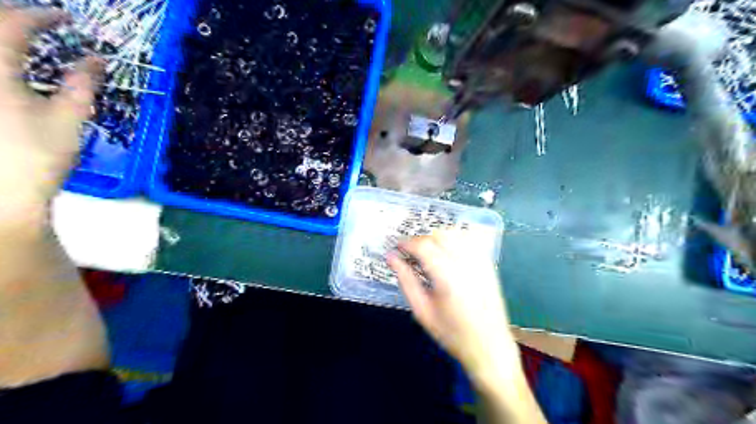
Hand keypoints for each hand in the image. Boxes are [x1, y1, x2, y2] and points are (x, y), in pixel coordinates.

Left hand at [1, 7, 100, 222]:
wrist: (1, 193)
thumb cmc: (39, 156)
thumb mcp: (69, 118)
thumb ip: (82, 84)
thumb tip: (96, 59)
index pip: (12, 24)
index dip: (42, 16)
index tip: (68, 18)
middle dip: (12, 17)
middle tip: (41, 21)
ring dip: (4, 37)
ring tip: (23, 37)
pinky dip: (2, 58)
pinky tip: (12, 66)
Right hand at [389, 230, 519, 382]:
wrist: (489, 347)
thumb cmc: (452, 333)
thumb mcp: (422, 311)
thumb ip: (406, 281)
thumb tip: (390, 257)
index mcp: (448, 277)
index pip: (424, 246)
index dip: (407, 243)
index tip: (396, 248)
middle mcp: (466, 263)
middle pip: (439, 235)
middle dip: (421, 239)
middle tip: (411, 254)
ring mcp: (480, 261)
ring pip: (455, 233)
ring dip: (437, 237)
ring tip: (428, 253)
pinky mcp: (488, 264)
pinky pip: (469, 239)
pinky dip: (454, 239)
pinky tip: (447, 254)